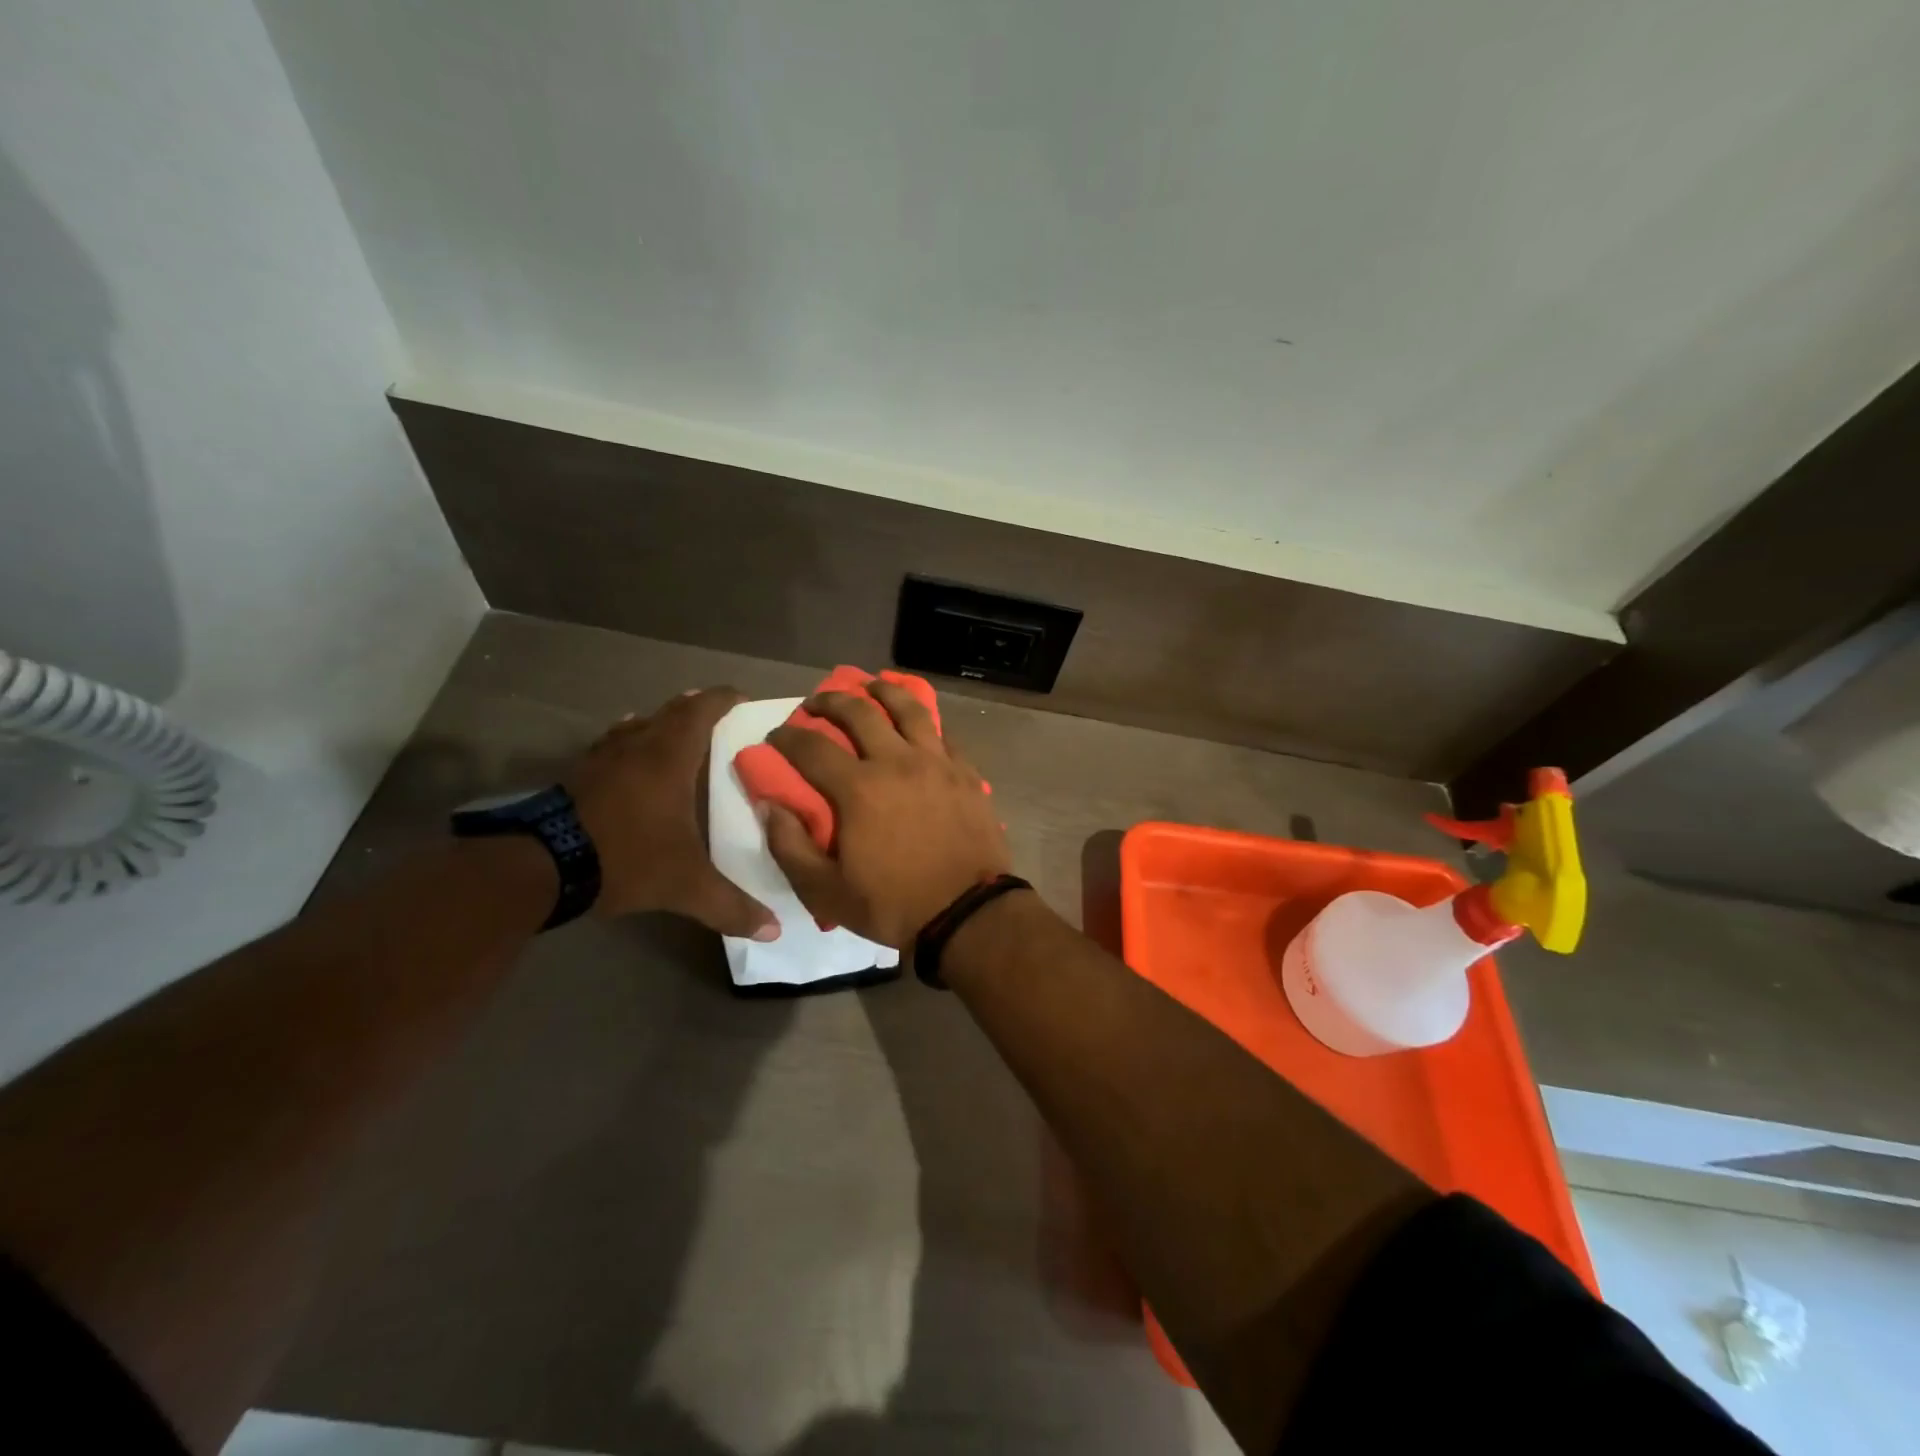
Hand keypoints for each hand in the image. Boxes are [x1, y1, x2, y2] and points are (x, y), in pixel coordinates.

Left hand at [567, 688, 778, 936]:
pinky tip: (626, 758)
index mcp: (669, 758)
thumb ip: (730, 906)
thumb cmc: (626, 858)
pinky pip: (610, 746)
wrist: (540, 866)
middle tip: (717, 714)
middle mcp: (637, 747)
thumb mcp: (685, 886)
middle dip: (695, 708)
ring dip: (659, 724)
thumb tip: (774, 929)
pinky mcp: (576, 776)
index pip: (701, 711)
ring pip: (637, 726)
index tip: (742, 697)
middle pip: (670, 712)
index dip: (723, 699)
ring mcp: (602, 759)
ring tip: (675, 732)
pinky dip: (628, 744)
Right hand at [763, 681, 1010, 948]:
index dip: (787, 737)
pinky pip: (942, 734)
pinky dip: (924, 722)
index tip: (776, 735)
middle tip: (816, 702)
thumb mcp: (826, 892)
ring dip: (884, 691)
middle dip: (831, 700)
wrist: (968, 913)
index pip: (811, 748)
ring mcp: (937, 763)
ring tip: (871, 685)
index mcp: (859, 788)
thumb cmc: (894, 905)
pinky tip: (918, 724)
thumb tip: (769, 805)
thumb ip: (790, 846)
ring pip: (908, 709)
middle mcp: (897, 762)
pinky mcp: (965, 772)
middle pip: (860, 712)